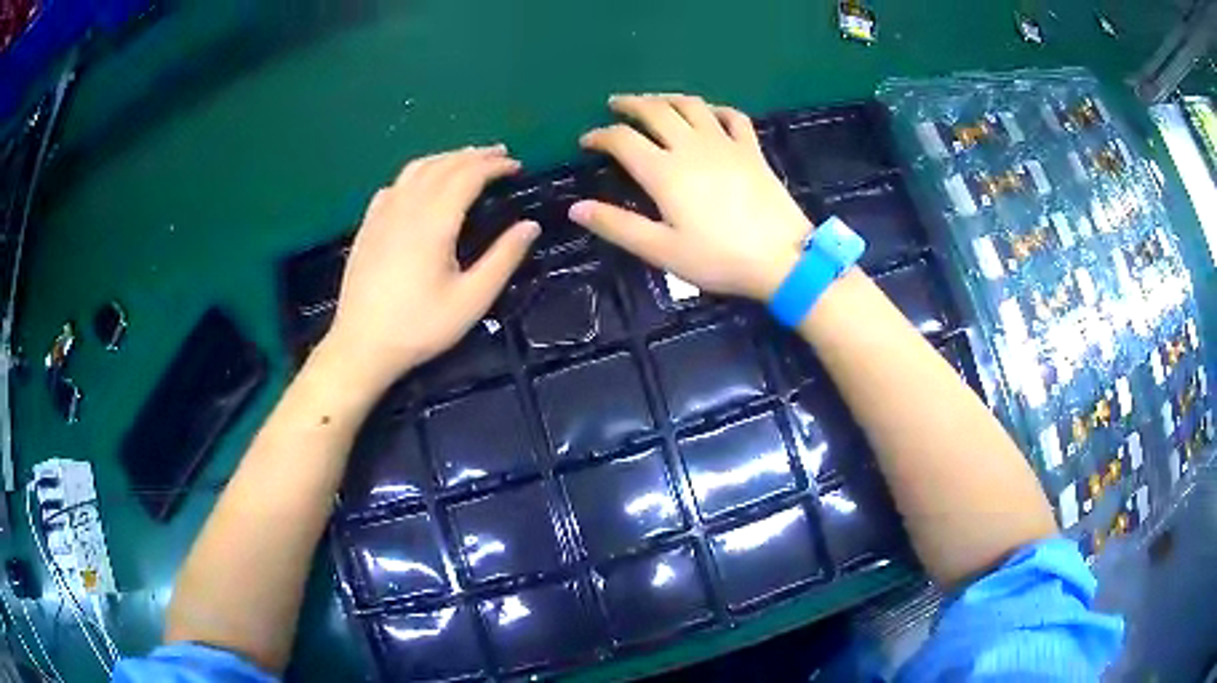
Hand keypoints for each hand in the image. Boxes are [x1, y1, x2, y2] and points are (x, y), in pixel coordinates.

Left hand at [319, 146, 537, 389]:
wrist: (361, 346)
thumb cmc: (419, 327)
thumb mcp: (471, 300)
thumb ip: (503, 258)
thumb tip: (530, 226)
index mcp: (434, 221)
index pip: (468, 175)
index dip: (494, 166)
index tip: (516, 165)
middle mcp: (407, 207)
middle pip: (443, 165)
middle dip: (474, 155)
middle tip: (499, 154)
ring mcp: (382, 214)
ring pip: (416, 169)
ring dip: (445, 158)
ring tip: (466, 159)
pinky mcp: (368, 226)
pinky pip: (394, 185)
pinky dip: (416, 174)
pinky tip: (420, 184)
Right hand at [569, 94, 810, 301]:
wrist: (783, 258)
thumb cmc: (719, 258)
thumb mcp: (662, 250)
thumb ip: (617, 226)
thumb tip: (575, 208)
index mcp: (664, 171)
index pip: (622, 139)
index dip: (600, 135)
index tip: (587, 141)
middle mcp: (691, 146)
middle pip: (655, 110)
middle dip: (630, 104)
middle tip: (615, 105)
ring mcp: (725, 144)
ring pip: (691, 105)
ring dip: (667, 98)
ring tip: (654, 101)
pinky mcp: (751, 150)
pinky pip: (732, 117)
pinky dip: (715, 110)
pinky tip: (709, 115)